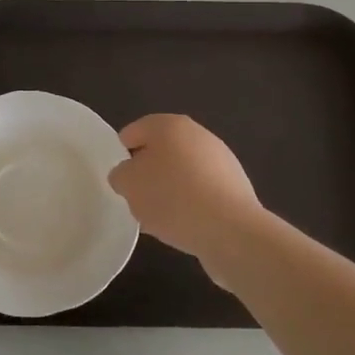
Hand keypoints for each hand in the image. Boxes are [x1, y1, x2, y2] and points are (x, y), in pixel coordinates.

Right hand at [108, 115, 263, 275]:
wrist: (231, 230)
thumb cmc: (172, 197)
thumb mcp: (128, 184)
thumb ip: (121, 174)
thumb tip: (129, 174)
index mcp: (169, 125)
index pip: (135, 131)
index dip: (122, 154)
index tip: (119, 179)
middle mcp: (198, 134)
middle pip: (161, 151)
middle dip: (147, 173)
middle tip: (136, 199)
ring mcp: (221, 160)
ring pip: (182, 172)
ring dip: (169, 190)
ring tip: (159, 219)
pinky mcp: (235, 187)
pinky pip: (201, 191)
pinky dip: (190, 204)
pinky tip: (183, 226)